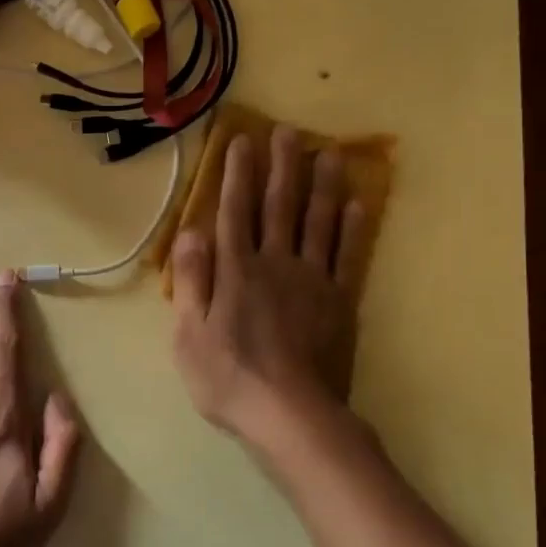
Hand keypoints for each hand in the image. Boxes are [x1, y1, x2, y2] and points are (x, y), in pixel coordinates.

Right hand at [171, 126, 370, 441]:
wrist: (291, 415)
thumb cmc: (228, 378)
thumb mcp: (188, 334)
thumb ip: (191, 280)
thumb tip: (190, 231)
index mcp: (235, 271)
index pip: (234, 212)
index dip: (236, 175)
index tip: (242, 140)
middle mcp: (274, 264)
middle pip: (279, 207)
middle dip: (281, 167)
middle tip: (288, 131)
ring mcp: (312, 281)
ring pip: (317, 223)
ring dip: (322, 185)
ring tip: (328, 152)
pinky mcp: (339, 301)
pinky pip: (347, 256)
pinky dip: (352, 228)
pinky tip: (357, 203)